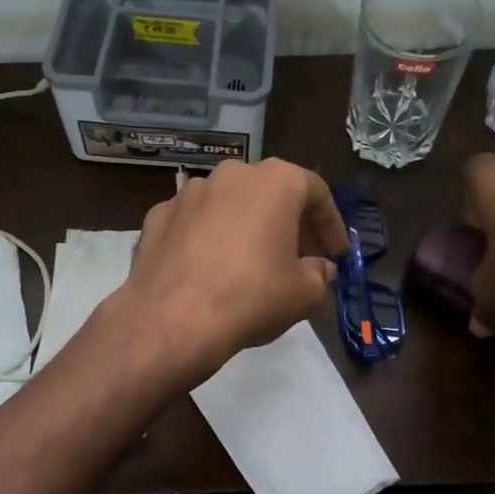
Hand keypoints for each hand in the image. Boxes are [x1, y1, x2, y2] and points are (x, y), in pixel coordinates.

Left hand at [111, 158, 349, 380]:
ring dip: (246, 228)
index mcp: (275, 181)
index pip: (316, 193)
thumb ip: (320, 274)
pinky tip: (210, 270)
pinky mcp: (158, 216)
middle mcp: (231, 174)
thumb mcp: (305, 293)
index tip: (336, 254)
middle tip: (299, 259)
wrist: (172, 319)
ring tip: (252, 264)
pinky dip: (207, 239)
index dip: (331, 226)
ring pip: (229, 205)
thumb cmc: (251, 296)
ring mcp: (188, 192)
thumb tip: (319, 268)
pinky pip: (194, 223)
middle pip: (270, 194)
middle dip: (288, 224)